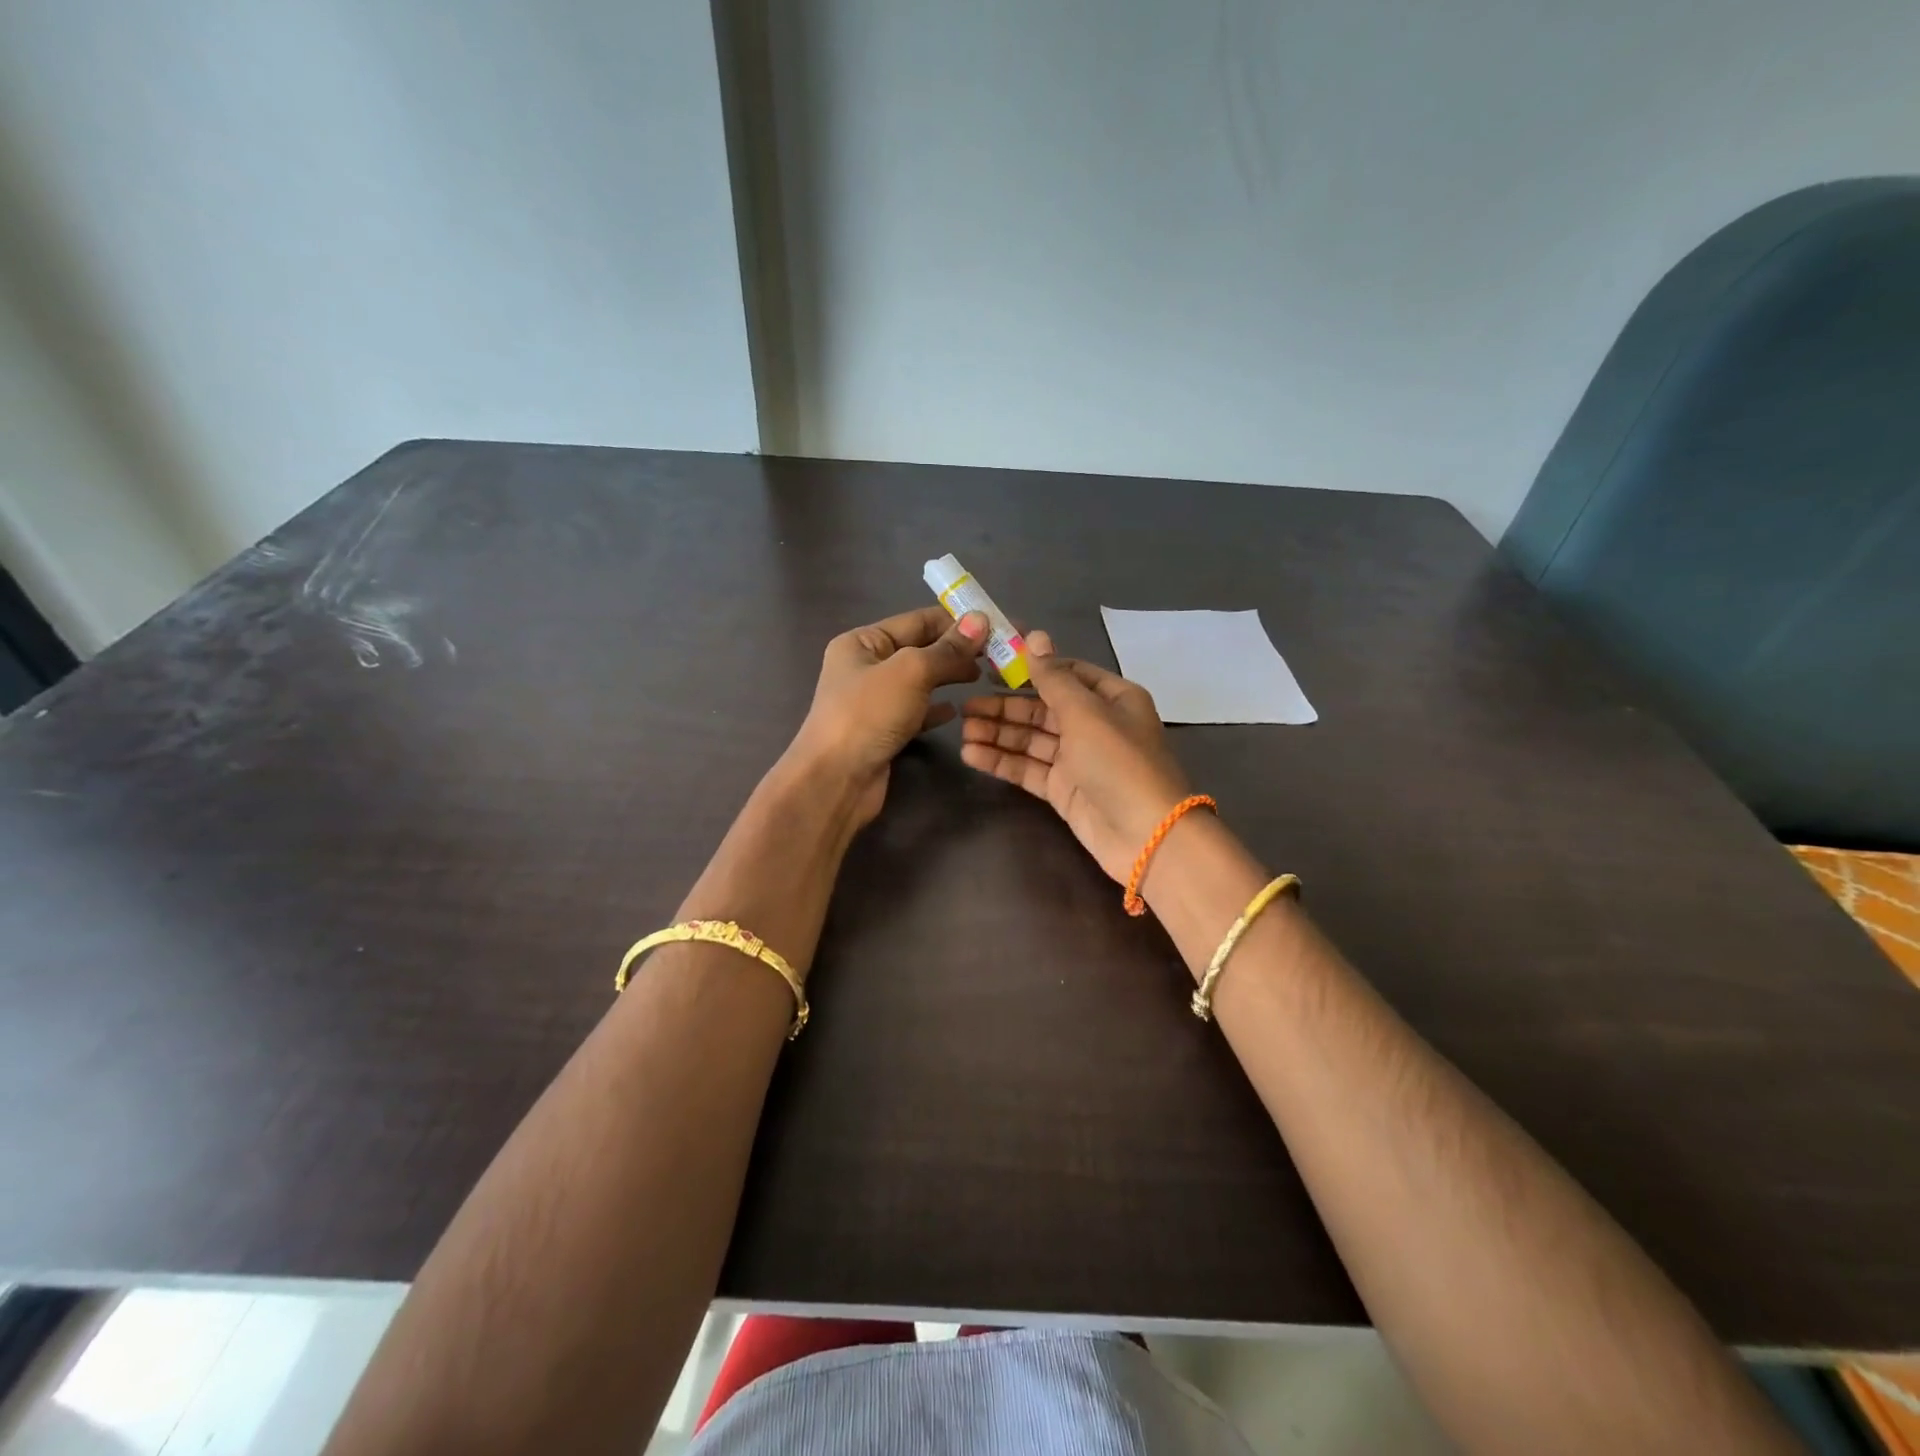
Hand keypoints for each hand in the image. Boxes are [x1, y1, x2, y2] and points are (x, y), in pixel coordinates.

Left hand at [788, 605, 989, 825]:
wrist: (836, 780)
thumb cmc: (868, 715)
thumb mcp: (911, 672)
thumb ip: (947, 648)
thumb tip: (981, 620)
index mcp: (862, 642)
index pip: (916, 621)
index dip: (955, 621)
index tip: (994, 625)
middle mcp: (865, 667)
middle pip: (919, 650)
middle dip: (956, 650)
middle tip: (997, 655)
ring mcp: (873, 702)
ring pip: (920, 682)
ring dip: (949, 677)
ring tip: (983, 678)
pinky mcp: (883, 732)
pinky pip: (916, 712)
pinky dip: (936, 709)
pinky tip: (956, 711)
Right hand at [959, 631, 1192, 881]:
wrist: (1145, 835)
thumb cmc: (1119, 762)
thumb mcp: (1086, 712)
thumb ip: (1053, 678)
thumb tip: (1035, 636)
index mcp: (1111, 698)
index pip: (1066, 673)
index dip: (1030, 668)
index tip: (991, 666)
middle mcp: (1095, 724)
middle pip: (1042, 708)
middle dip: (1005, 707)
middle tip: (965, 706)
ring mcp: (1078, 759)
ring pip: (1032, 739)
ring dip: (998, 734)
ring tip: (962, 730)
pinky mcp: (1063, 789)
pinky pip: (1028, 768)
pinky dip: (1002, 761)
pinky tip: (971, 754)